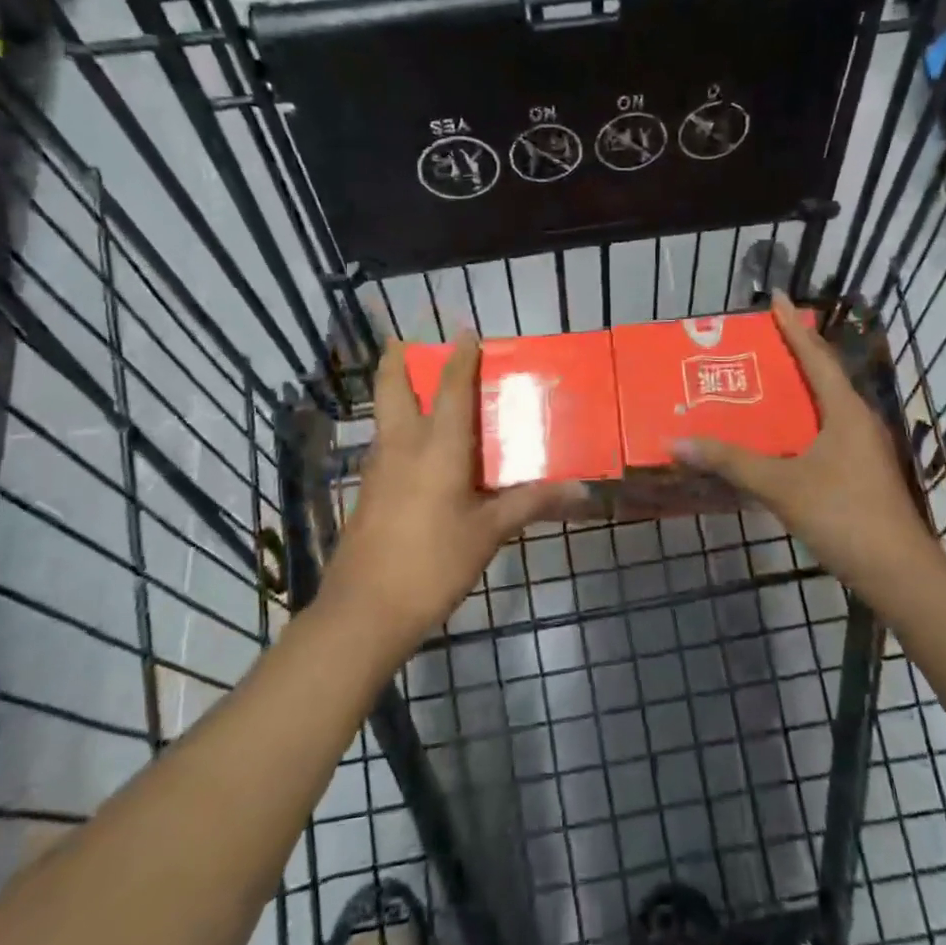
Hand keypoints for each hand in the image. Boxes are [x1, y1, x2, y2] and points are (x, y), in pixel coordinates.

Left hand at [327, 334, 582, 651]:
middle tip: (408, 343)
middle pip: (391, 387)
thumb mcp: (488, 533)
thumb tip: (581, 490)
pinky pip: (385, 445)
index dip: (459, 358)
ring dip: (396, 393)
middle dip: (396, 360)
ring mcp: (378, 469)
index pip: (450, 388)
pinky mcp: (368, 493)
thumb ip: (530, 503)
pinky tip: (417, 451)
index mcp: (437, 447)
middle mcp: (402, 446)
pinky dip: (398, 429)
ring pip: (384, 415)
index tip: (466, 333)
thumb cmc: (433, 563)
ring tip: (420, 390)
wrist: (365, 611)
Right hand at [673, 295, 935, 600]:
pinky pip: (828, 432)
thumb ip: (731, 462)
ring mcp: (865, 449)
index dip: (794, 327)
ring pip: (828, 407)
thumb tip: (678, 441)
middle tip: (763, 338)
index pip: (816, 357)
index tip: (777, 298)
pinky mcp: (863, 474)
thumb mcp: (781, 485)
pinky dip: (804, 423)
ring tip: (767, 382)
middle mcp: (860, 422)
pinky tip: (783, 438)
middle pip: (825, 376)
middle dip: (796, 353)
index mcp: (846, 412)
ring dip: (801, 390)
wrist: (898, 573)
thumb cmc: (843, 515)